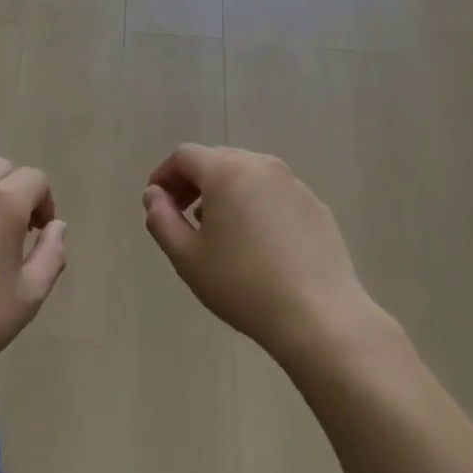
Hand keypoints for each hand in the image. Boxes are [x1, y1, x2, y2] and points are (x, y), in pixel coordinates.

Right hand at [143, 144, 373, 365]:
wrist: (318, 316)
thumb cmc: (243, 285)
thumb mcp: (187, 257)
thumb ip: (161, 219)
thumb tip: (154, 195)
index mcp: (227, 171)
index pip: (185, 156)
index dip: (164, 175)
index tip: (156, 203)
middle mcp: (262, 165)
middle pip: (217, 160)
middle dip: (193, 182)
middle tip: (182, 215)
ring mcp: (294, 184)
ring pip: (247, 175)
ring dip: (225, 192)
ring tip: (218, 230)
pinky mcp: (315, 205)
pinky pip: (274, 193)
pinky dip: (255, 204)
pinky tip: (257, 243)